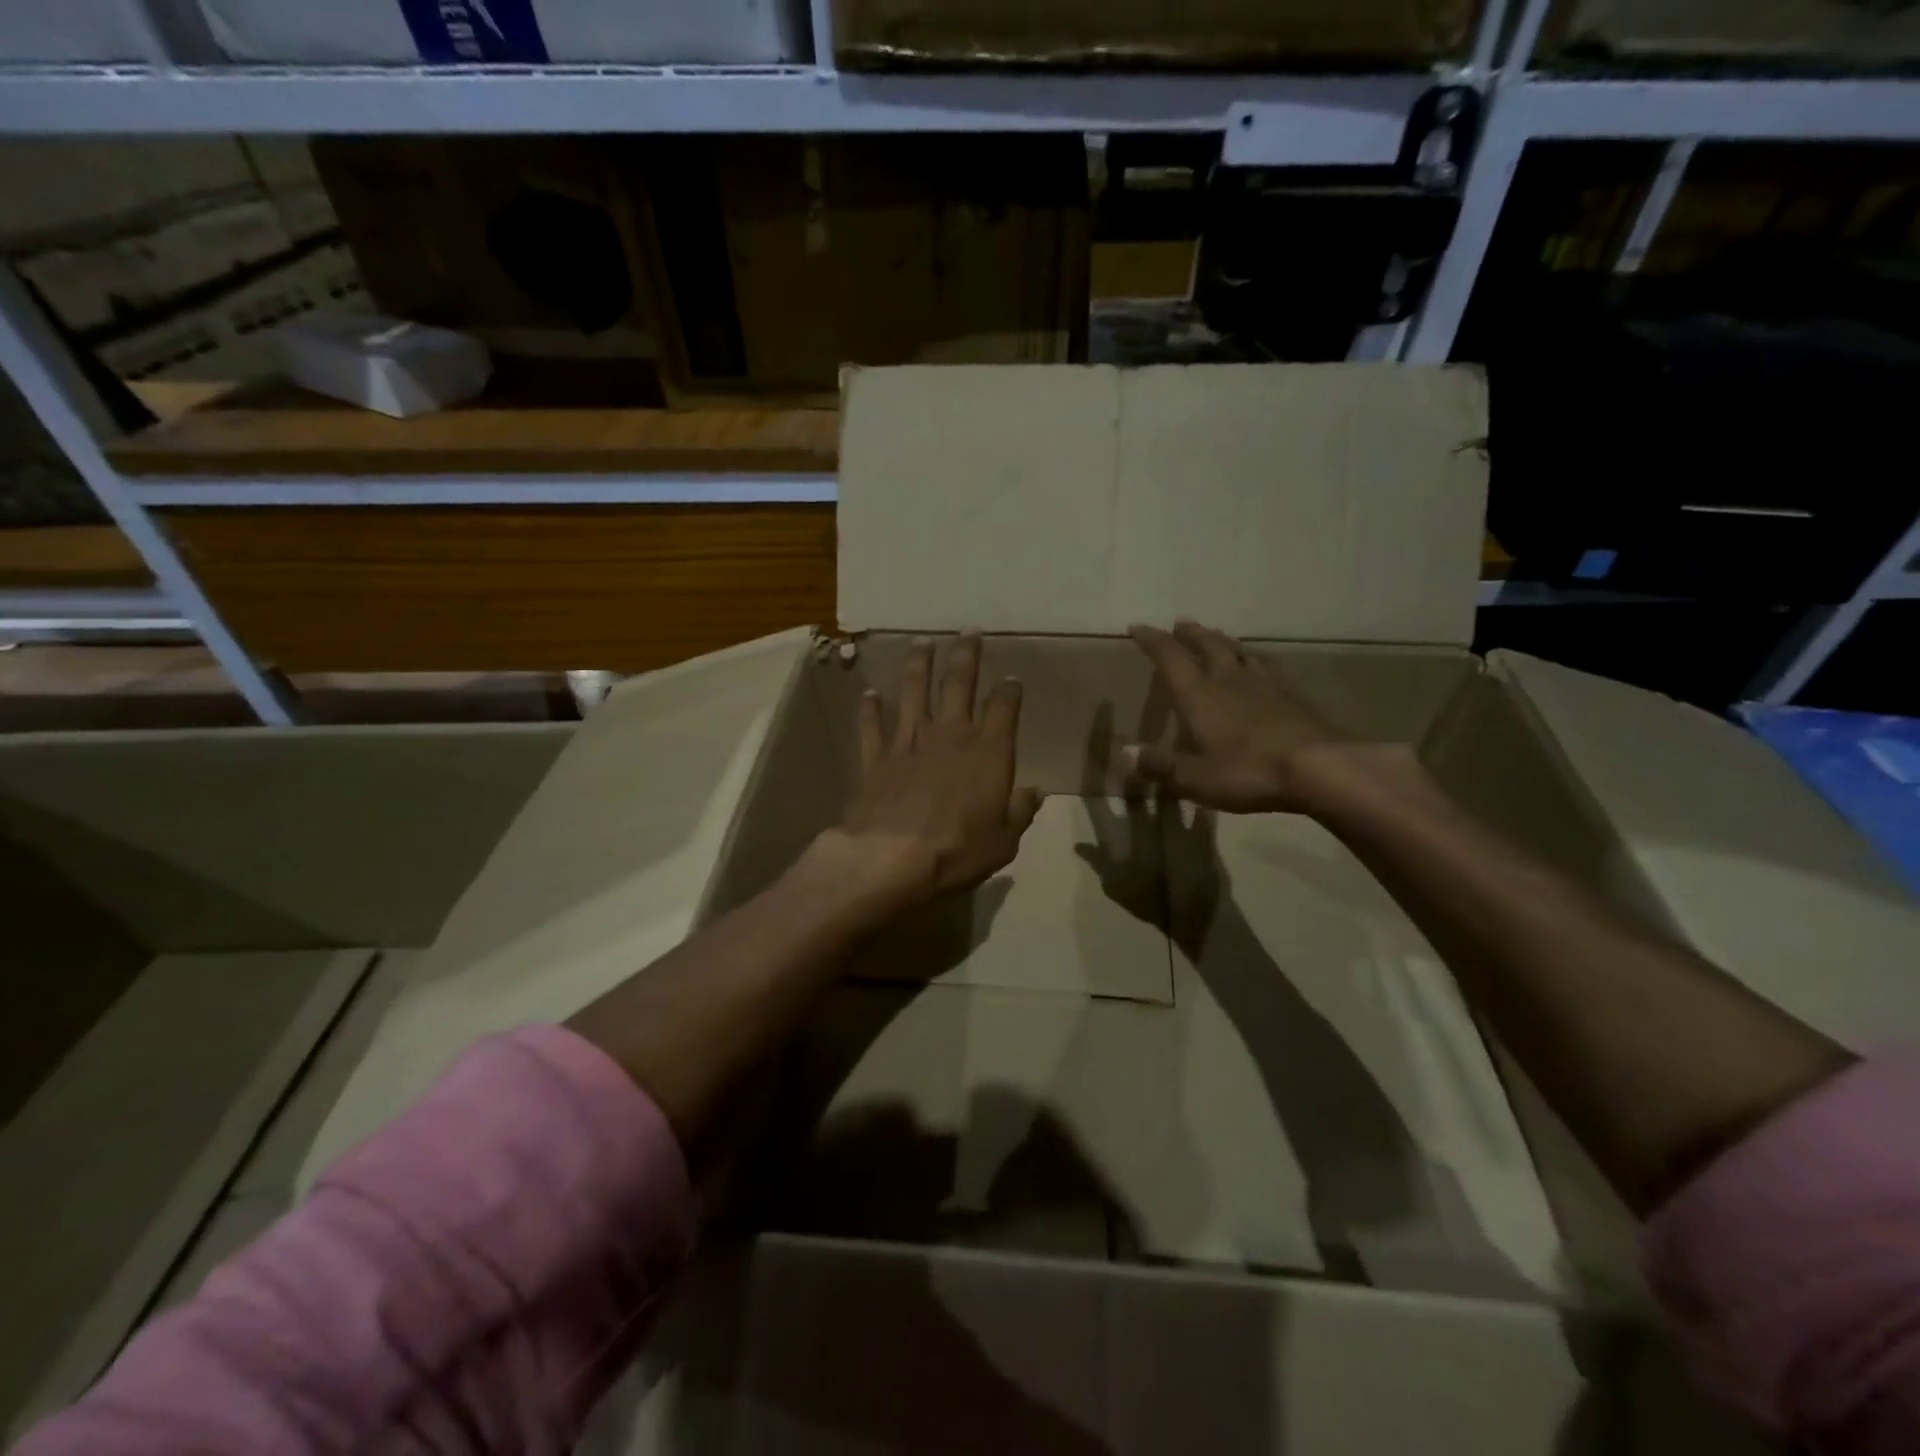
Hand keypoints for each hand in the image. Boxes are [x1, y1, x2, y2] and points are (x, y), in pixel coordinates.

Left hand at [827, 631, 1040, 907]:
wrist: (891, 858)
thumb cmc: (957, 851)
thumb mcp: (1003, 842)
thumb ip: (1019, 813)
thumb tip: (1034, 793)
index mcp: (988, 752)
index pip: (1004, 708)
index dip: (1010, 690)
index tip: (1012, 679)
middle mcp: (950, 735)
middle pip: (958, 683)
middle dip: (965, 655)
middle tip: (968, 632)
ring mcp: (909, 742)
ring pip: (914, 691)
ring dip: (918, 664)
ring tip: (920, 642)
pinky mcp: (876, 757)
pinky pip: (873, 725)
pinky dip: (870, 708)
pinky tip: (869, 693)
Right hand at [1125, 620, 1354, 813]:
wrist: (1318, 768)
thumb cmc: (1247, 770)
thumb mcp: (1195, 777)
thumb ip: (1162, 765)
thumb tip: (1127, 754)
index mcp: (1199, 695)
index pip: (1170, 658)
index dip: (1152, 641)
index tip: (1138, 627)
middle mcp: (1229, 681)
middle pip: (1208, 646)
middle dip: (1191, 634)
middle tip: (1181, 624)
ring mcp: (1264, 686)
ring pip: (1238, 652)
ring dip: (1222, 641)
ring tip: (1215, 636)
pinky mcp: (1290, 698)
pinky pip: (1263, 669)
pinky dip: (1250, 661)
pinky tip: (1255, 668)